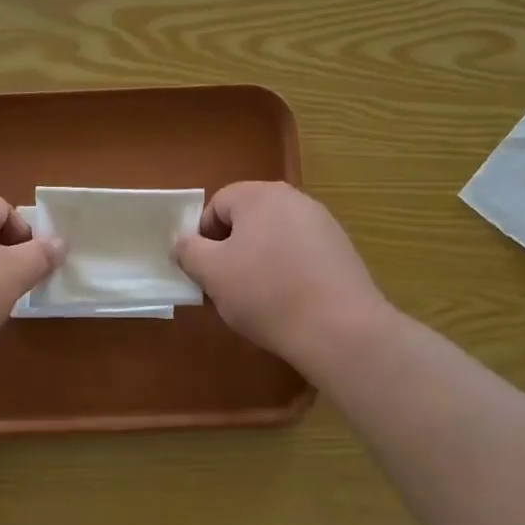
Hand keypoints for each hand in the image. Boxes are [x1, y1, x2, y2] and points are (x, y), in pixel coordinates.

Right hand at [173, 182, 392, 370]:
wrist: (339, 328)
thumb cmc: (266, 293)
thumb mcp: (212, 273)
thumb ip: (189, 251)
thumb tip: (182, 240)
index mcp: (260, 195)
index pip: (218, 204)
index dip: (203, 237)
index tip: (204, 271)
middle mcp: (294, 199)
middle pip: (248, 219)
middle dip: (232, 249)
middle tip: (226, 286)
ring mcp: (323, 224)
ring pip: (275, 237)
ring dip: (259, 261)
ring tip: (258, 300)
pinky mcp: (342, 251)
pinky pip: (301, 254)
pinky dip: (288, 272)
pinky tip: (289, 303)